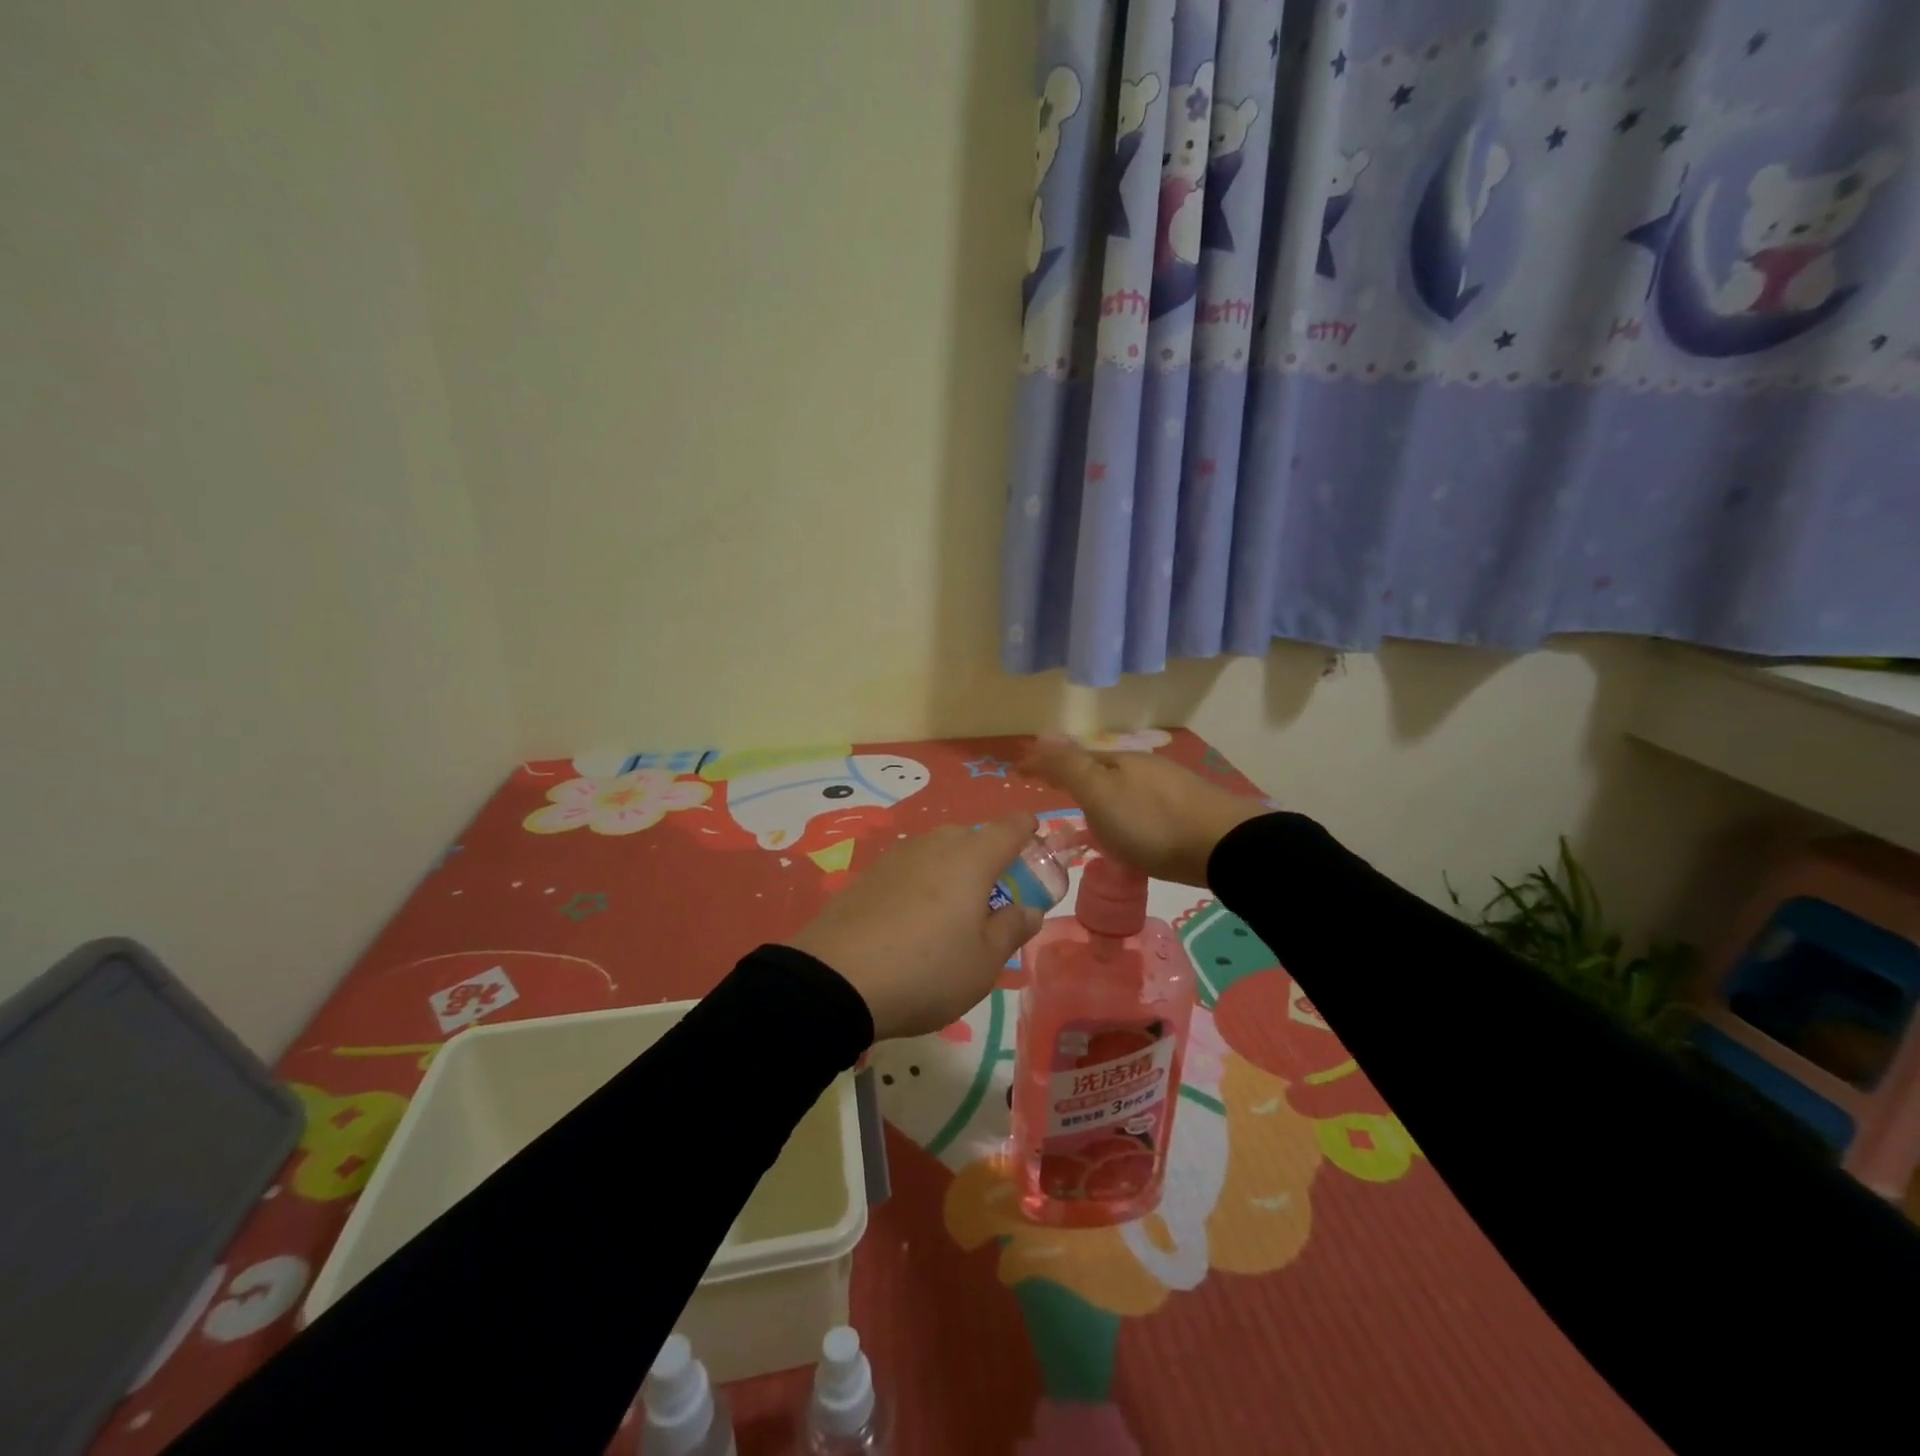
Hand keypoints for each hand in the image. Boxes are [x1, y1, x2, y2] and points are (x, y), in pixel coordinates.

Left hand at [789, 814, 1045, 1040]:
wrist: (835, 981)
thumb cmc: (927, 971)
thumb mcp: (983, 963)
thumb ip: (1011, 929)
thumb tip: (1029, 909)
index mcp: (972, 859)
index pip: (1010, 827)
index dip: (1028, 830)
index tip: (1037, 842)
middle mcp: (934, 846)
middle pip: (971, 837)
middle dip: (988, 856)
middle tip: (994, 896)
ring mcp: (896, 857)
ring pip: (937, 851)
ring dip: (952, 870)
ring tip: (952, 913)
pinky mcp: (867, 876)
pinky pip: (908, 869)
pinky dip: (921, 884)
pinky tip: (913, 920)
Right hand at [1022, 738, 1266, 887]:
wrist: (1224, 846)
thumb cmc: (1151, 823)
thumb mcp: (1100, 794)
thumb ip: (1069, 766)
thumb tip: (1041, 732)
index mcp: (1116, 761)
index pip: (1069, 757)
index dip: (1042, 764)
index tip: (1017, 771)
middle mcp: (1141, 766)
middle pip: (1096, 767)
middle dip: (1070, 774)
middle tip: (1048, 788)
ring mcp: (1167, 785)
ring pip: (1121, 783)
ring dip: (1097, 791)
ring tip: (1084, 810)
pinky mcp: (1187, 807)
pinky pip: (1140, 801)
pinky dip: (1121, 807)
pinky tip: (1128, 823)